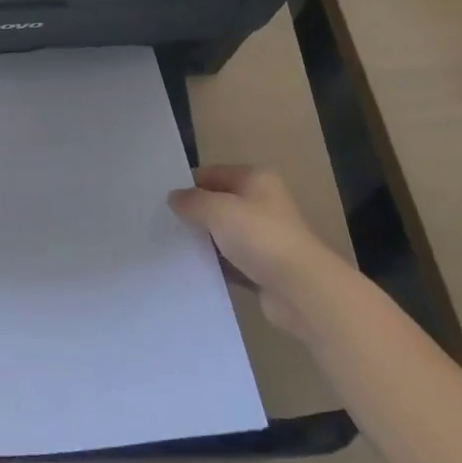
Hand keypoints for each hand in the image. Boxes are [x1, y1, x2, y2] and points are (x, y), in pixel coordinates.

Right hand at [169, 165, 336, 335]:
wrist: (299, 288)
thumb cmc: (259, 237)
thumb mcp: (217, 210)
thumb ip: (191, 201)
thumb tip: (174, 198)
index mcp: (256, 179)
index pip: (212, 173)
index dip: (188, 185)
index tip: (162, 201)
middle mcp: (262, 202)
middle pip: (218, 202)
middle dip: (193, 213)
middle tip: (162, 223)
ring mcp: (264, 235)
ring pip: (223, 233)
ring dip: (203, 240)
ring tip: (171, 247)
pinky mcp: (262, 265)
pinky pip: (230, 259)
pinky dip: (215, 262)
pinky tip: (192, 268)